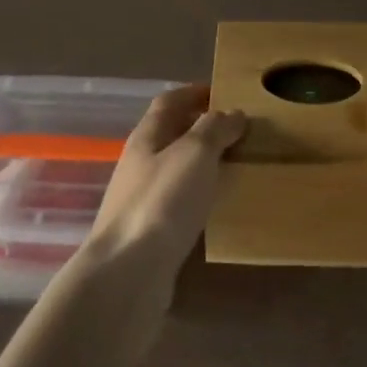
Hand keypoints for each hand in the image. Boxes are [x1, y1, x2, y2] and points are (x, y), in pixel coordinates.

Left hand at [86, 83, 244, 282]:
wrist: (127, 274)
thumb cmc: (162, 202)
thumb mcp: (194, 154)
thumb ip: (214, 129)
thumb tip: (232, 113)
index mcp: (146, 137)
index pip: (169, 102)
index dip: (194, 92)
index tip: (224, 92)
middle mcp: (139, 164)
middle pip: (170, 135)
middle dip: (201, 128)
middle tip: (239, 130)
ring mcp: (141, 200)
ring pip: (175, 170)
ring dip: (202, 164)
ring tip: (236, 166)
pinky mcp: (148, 234)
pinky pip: (177, 203)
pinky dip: (198, 197)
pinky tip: (217, 207)